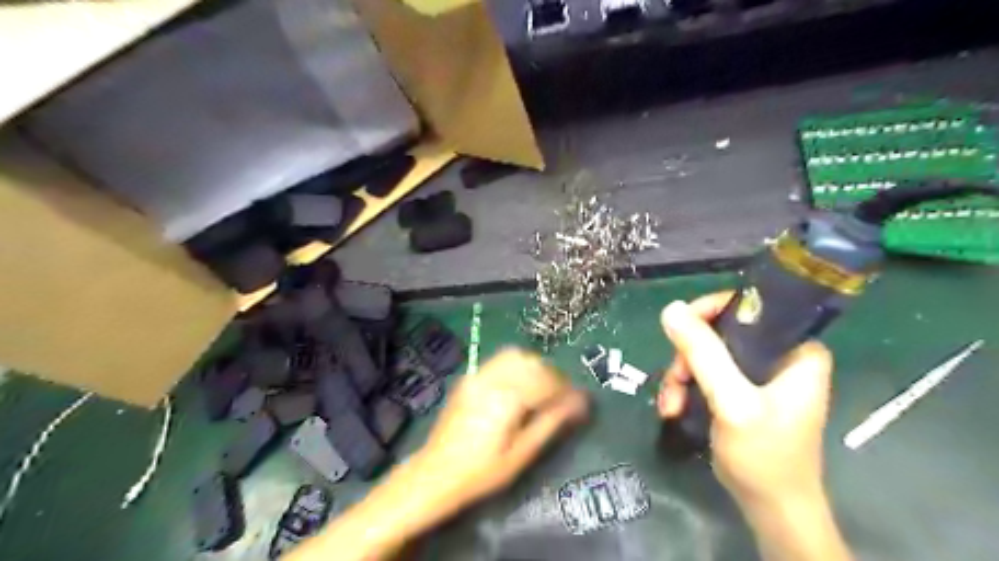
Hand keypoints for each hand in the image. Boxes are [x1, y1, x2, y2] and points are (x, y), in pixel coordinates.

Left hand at [417, 348, 590, 506]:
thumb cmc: (483, 471)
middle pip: (532, 362)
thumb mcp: (522, 453)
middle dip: (552, 376)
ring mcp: (478, 375)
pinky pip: (499, 361)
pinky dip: (516, 367)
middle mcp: (492, 378)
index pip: (547, 381)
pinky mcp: (469, 378)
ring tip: (541, 390)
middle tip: (561, 397)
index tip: (581, 402)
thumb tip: (579, 403)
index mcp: (507, 397)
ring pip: (515, 355)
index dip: (568, 390)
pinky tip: (519, 387)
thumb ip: (551, 422)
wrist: (437, 473)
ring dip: (534, 367)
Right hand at [658, 297, 836, 510]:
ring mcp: (759, 374)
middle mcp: (779, 355)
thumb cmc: (764, 456)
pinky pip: (706, 373)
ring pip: (707, 353)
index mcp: (795, 348)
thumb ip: (704, 354)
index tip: (680, 330)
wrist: (770, 509)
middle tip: (674, 381)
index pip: (749, 306)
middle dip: (688, 356)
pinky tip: (673, 408)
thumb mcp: (733, 402)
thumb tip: (670, 309)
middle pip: (720, 331)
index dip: (709, 311)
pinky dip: (685, 388)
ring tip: (669, 405)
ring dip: (681, 376)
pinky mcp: (742, 390)